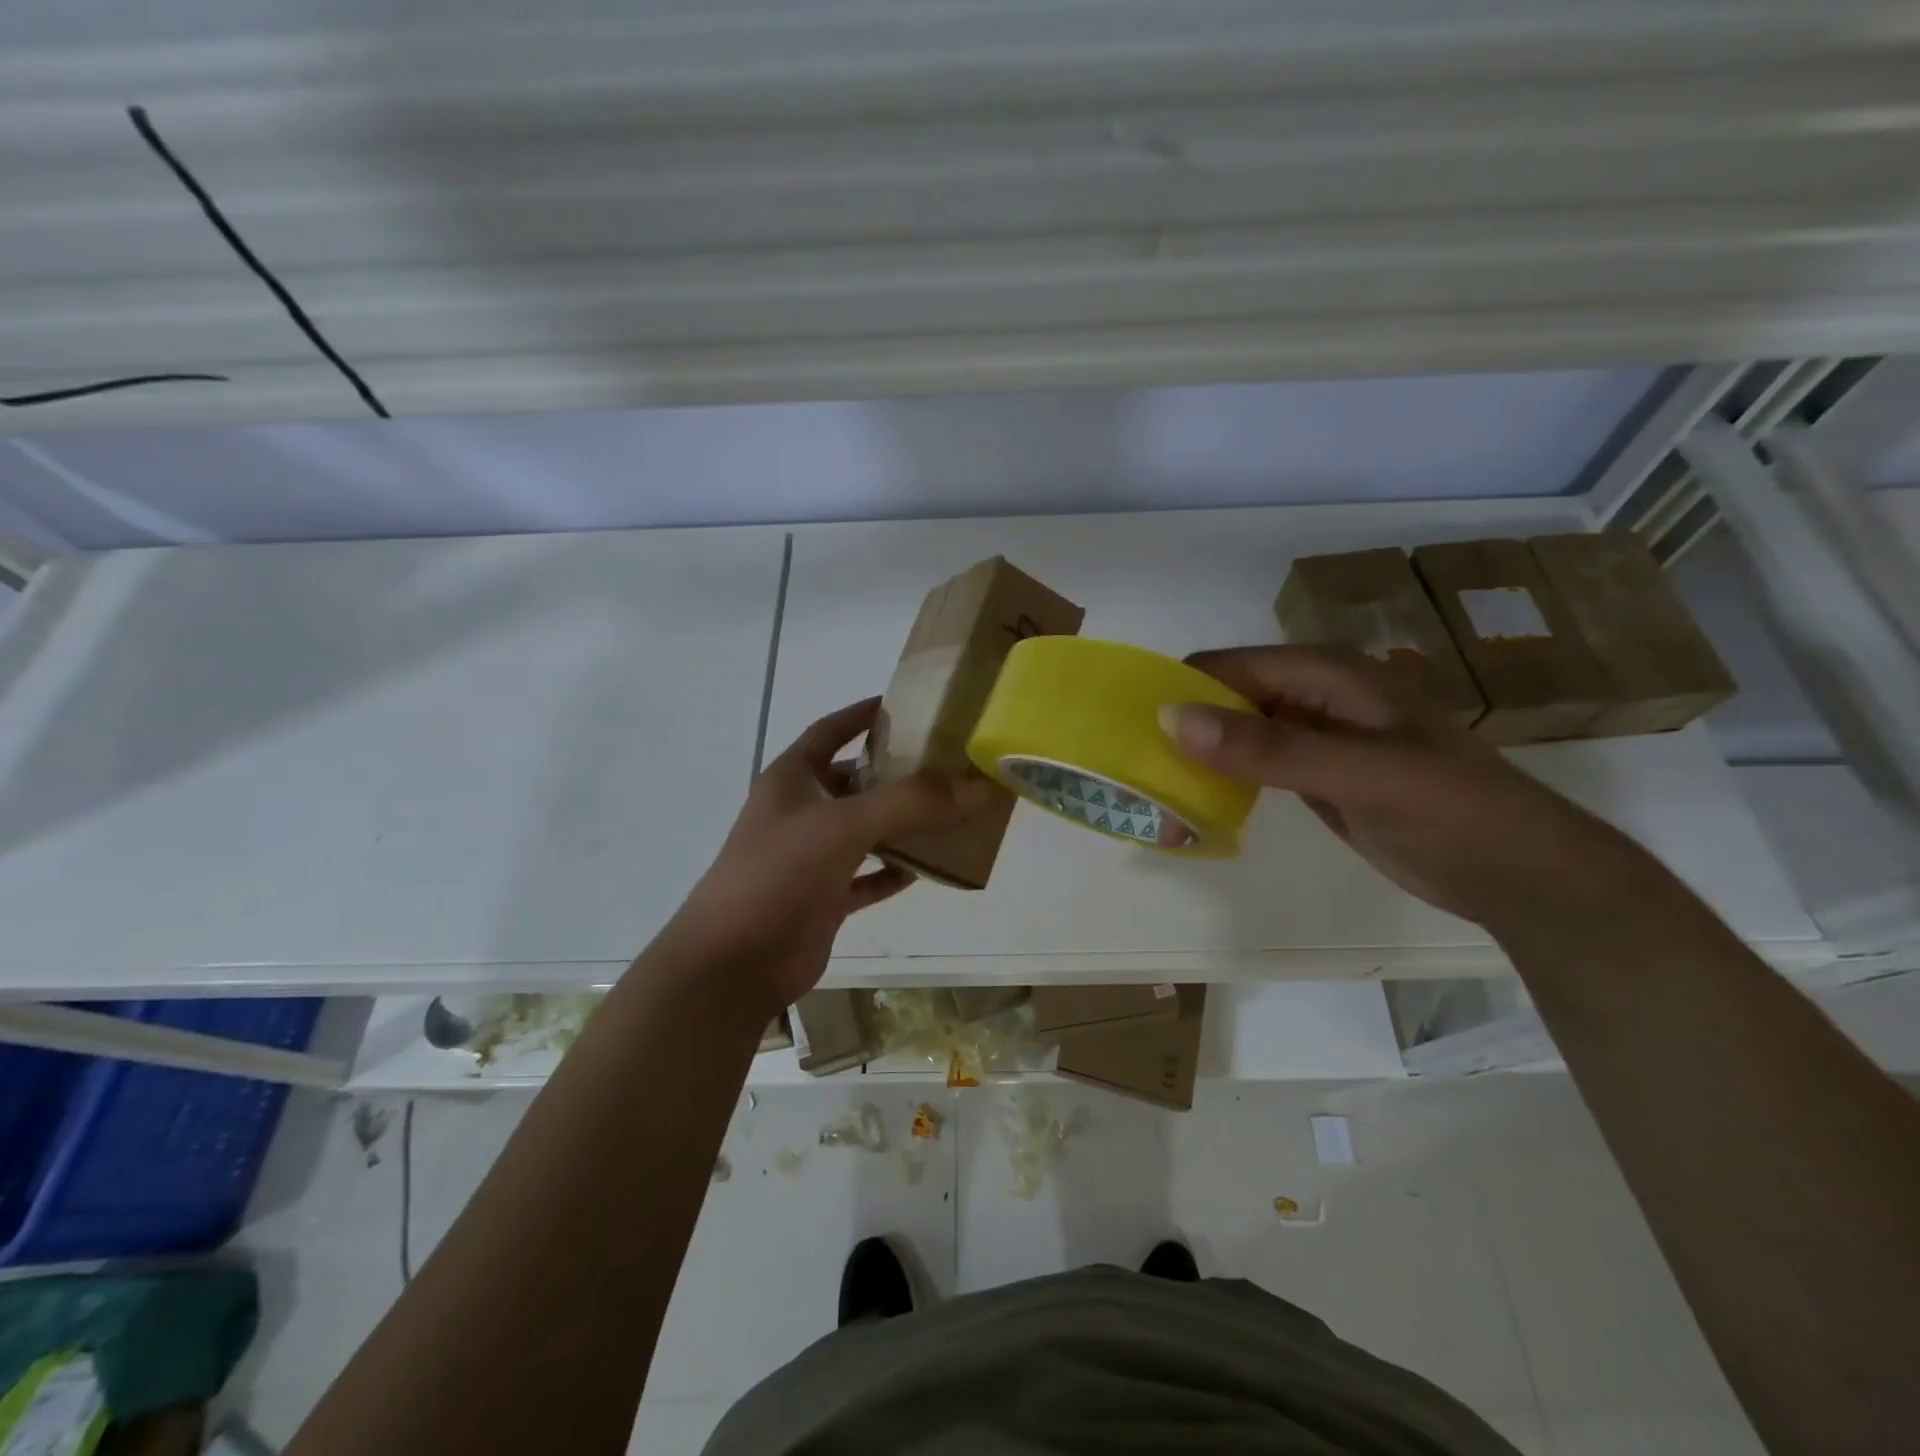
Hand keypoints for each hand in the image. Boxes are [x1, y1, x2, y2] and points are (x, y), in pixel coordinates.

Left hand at [671, 698, 993, 1012]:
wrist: (734, 964)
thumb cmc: (780, 875)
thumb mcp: (845, 826)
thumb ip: (912, 803)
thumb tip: (978, 787)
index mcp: (792, 779)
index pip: (830, 731)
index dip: (862, 714)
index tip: (906, 705)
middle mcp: (801, 812)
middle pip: (854, 781)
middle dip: (896, 772)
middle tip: (948, 764)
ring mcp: (811, 857)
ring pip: (865, 830)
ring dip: (902, 823)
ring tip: (952, 811)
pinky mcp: (823, 897)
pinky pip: (867, 876)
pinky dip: (893, 871)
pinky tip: (928, 868)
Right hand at [1165, 646, 1653, 934]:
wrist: (1521, 874)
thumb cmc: (1451, 810)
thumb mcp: (1358, 772)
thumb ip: (1267, 747)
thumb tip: (1171, 718)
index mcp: (1326, 673)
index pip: (1228, 668)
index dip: (1178, 692)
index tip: (1128, 733)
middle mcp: (1313, 696)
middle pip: (1225, 699)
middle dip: (1180, 730)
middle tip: (1135, 776)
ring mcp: (1313, 737)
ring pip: (1233, 734)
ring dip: (1195, 760)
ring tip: (1154, 797)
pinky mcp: (1313, 775)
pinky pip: (1251, 767)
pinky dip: (1220, 783)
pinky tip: (1193, 807)